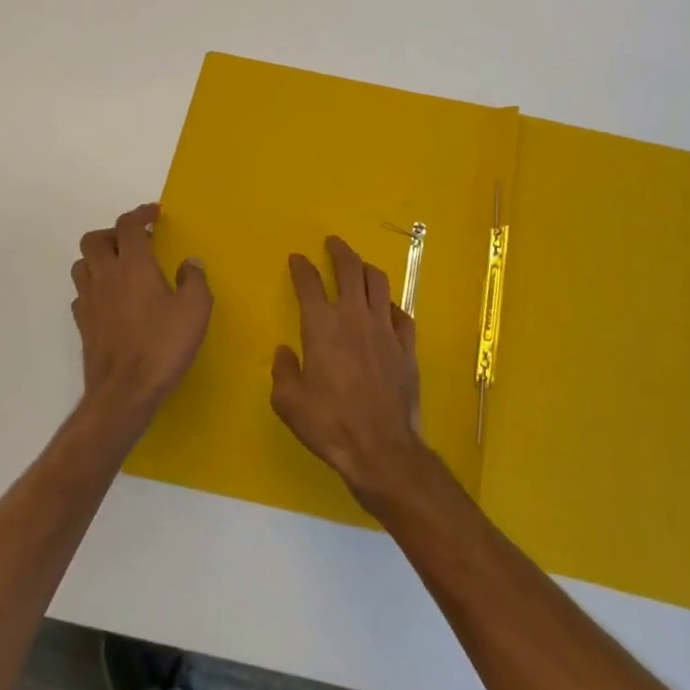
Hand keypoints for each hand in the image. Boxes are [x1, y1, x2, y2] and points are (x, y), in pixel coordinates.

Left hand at [70, 204, 211, 420]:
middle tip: (135, 242)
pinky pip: (82, 293)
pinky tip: (112, 299)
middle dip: (113, 233)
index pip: (128, 225)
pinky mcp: (83, 324)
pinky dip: (94, 287)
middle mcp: (105, 276)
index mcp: (133, 265)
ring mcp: (89, 300)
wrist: (125, 392)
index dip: (140, 213)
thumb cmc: (163, 345)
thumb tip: (189, 263)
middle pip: (94, 239)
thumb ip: (194, 279)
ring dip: (99, 258)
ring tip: (121, 267)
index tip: (154, 214)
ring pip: (82, 264)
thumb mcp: (195, 309)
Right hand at [271, 235, 428, 511]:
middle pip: (350, 269)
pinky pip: (401, 314)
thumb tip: (284, 352)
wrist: (381, 448)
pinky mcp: (407, 346)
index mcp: (322, 326)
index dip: (302, 267)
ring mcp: (385, 329)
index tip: (297, 258)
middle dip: (340, 251)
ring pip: (379, 283)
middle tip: (334, 242)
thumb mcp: (289, 402)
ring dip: (367, 269)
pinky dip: (391, 305)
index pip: (309, 283)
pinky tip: (387, 309)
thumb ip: (283, 372)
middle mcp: (354, 317)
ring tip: (360, 267)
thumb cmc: (329, 424)